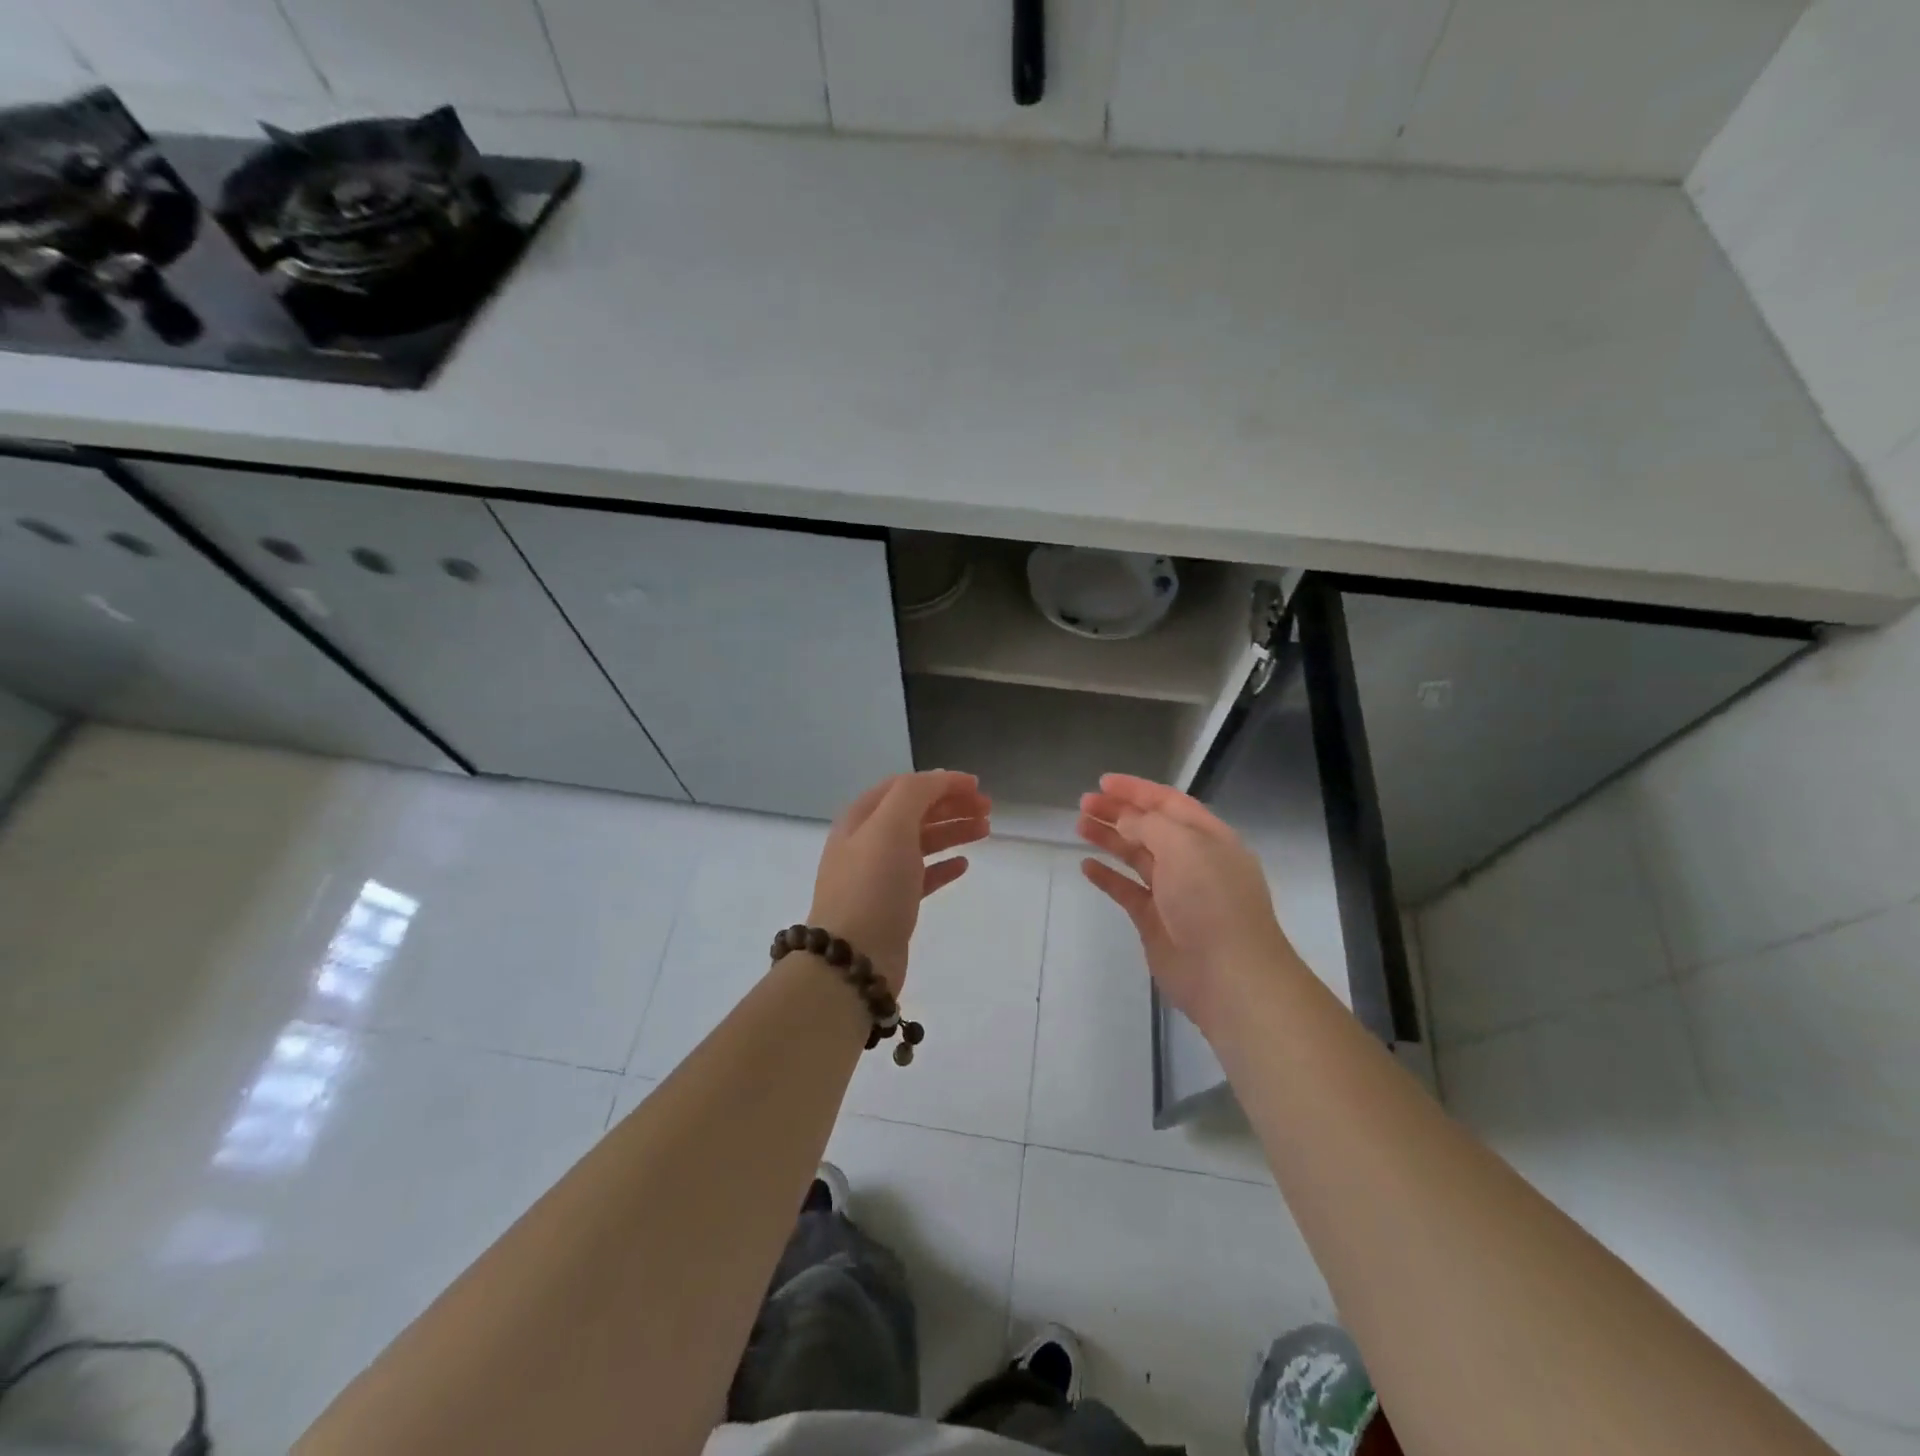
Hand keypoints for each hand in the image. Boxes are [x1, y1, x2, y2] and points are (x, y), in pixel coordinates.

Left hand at [808, 770, 991, 994]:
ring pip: (921, 842)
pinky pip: (922, 876)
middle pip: (914, 812)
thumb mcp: (891, 826)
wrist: (853, 959)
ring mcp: (878, 876)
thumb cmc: (872, 885)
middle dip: (951, 805)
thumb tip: (940, 779)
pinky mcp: (891, 906)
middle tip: (988, 809)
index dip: (941, 782)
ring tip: (985, 831)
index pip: (905, 786)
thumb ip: (915, 794)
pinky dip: (943, 865)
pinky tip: (964, 864)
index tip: (977, 786)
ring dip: (952, 831)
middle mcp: (866, 842)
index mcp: (861, 818)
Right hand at [1078, 773, 1295, 1029]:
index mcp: (1208, 837)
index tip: (1103, 782)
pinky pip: (1127, 890)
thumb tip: (1126, 820)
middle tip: (1084, 803)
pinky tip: (1087, 866)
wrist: (1228, 974)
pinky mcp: (1156, 920)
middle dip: (1118, 812)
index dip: (1136, 790)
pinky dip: (1108, 877)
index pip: (1169, 802)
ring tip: (1080, 825)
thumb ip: (1149, 826)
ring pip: (1137, 856)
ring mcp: (1174, 892)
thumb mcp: (1184, 847)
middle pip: (1150, 827)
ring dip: (1110, 839)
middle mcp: (1193, 860)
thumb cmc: (1211, 900)